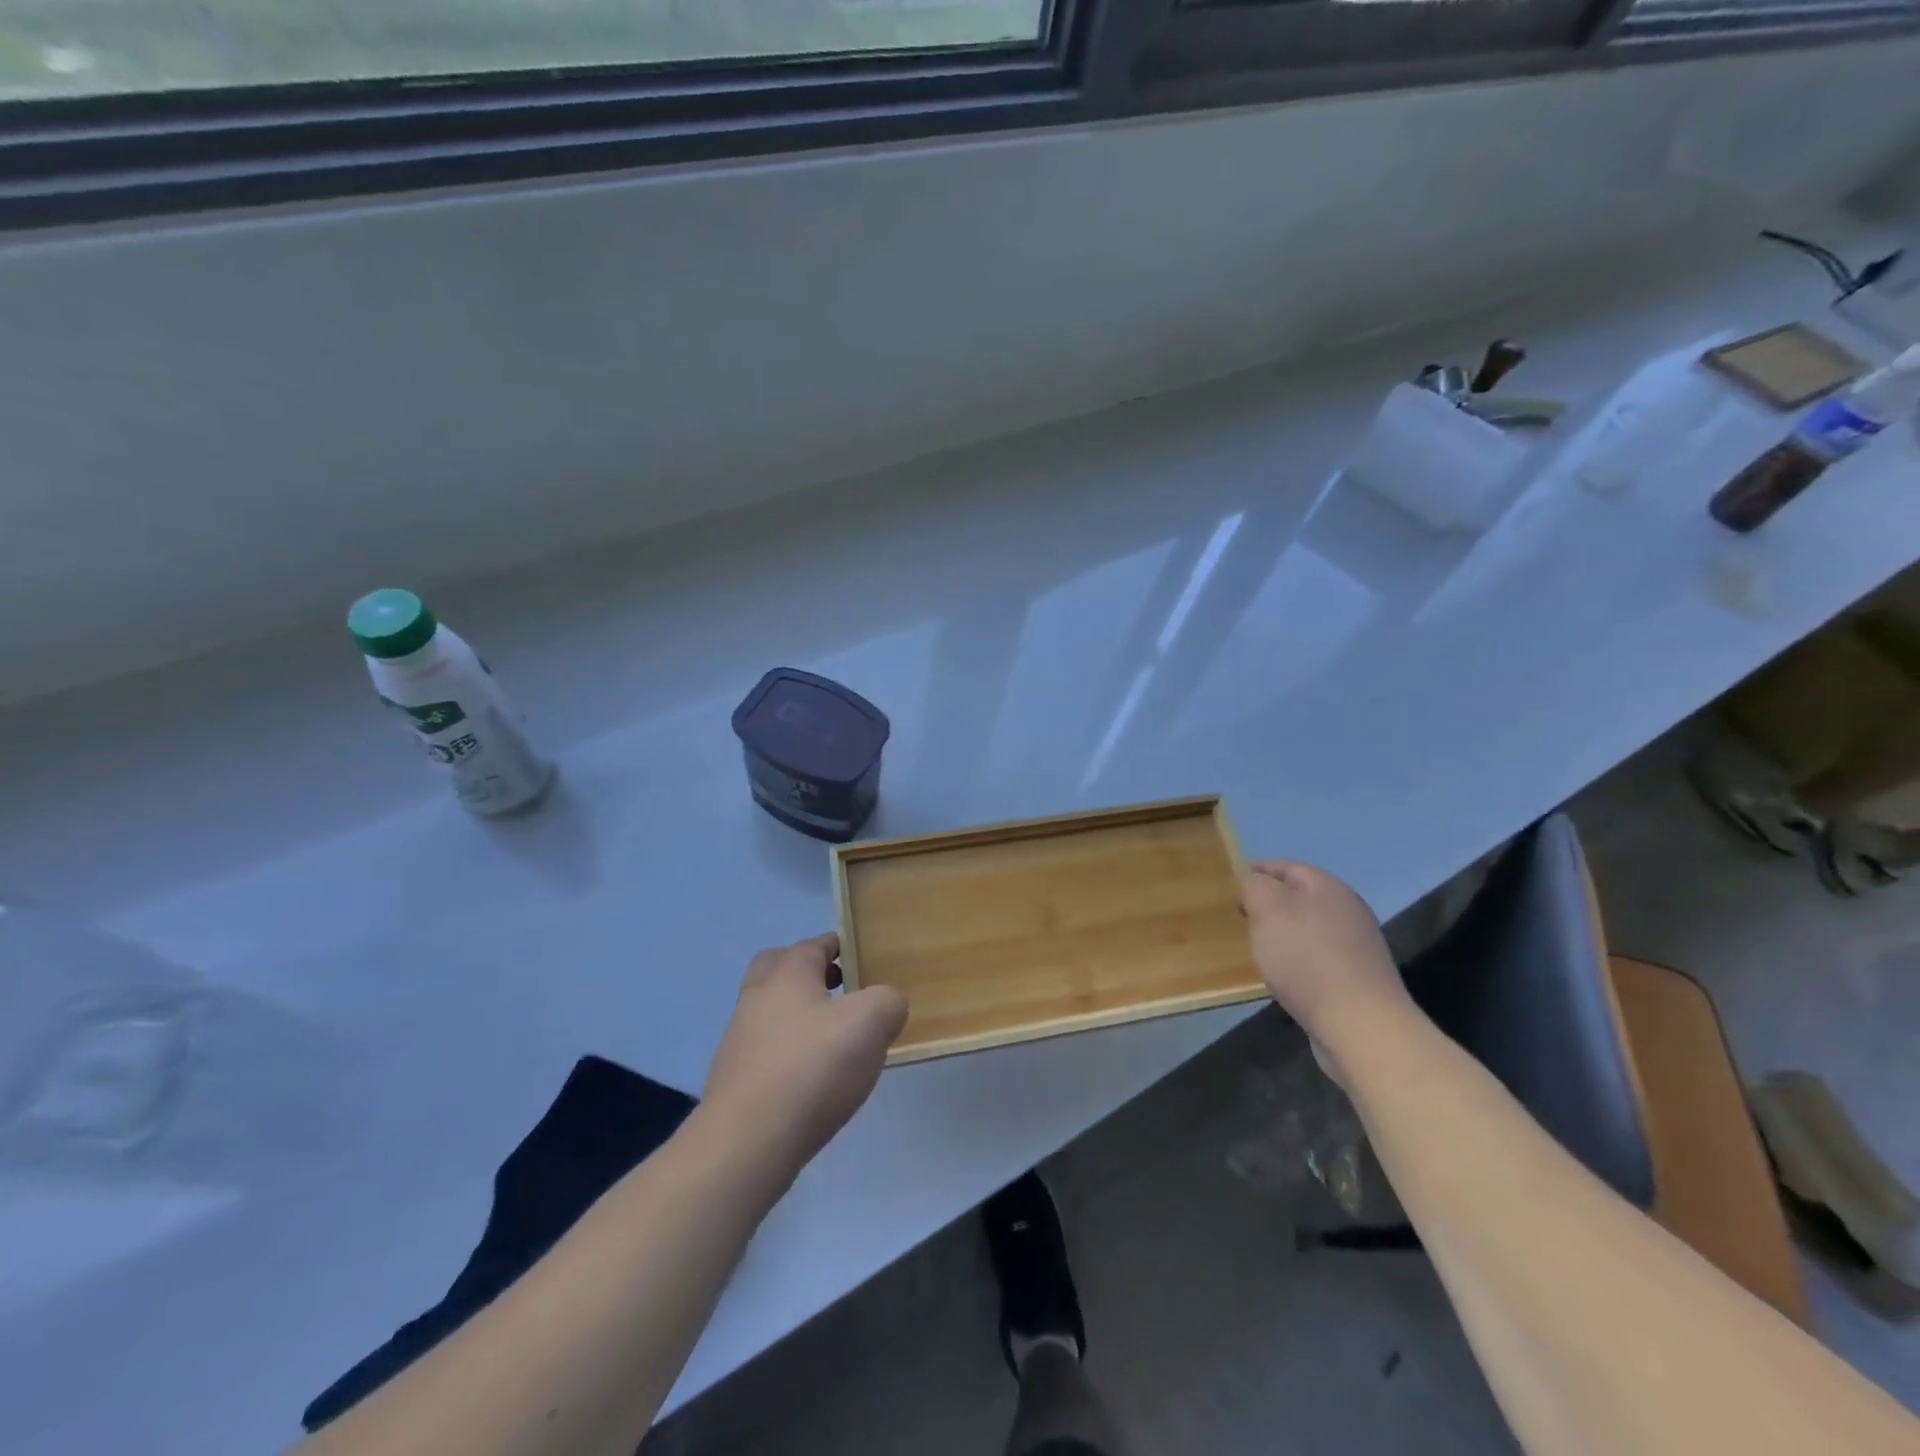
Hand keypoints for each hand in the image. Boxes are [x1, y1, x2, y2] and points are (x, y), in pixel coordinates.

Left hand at [701, 933, 908, 1189]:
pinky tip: (814, 1080)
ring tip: (836, 1042)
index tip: (864, 961)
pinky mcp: (735, 1080)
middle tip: (841, 992)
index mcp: (787, 972)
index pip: (814, 944)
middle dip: (809, 974)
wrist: (747, 1143)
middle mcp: (757, 997)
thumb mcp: (870, 1023)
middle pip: (779, 968)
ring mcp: (739, 1039)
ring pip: (772, 1011)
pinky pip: (767, 1051)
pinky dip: (789, 1054)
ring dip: (799, 1017)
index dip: (840, 947)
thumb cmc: (812, 1068)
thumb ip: (887, 1002)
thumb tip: (887, 1004)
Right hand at [1239, 861, 1414, 1076]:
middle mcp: (1347, 910)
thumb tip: (1254, 883)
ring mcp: (1357, 945)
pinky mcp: (1358, 977)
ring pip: (1310, 926)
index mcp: (1328, 887)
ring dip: (1284, 931)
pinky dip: (1298, 956)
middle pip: (1301, 896)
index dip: (1258, 871)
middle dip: (1271, 902)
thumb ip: (1255, 886)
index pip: (1287, 867)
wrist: (1360, 1025)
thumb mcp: (1268, 909)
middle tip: (1242, 915)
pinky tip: (1285, 973)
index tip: (1233, 883)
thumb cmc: (1306, 958)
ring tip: (1259, 945)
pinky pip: (1319, 954)